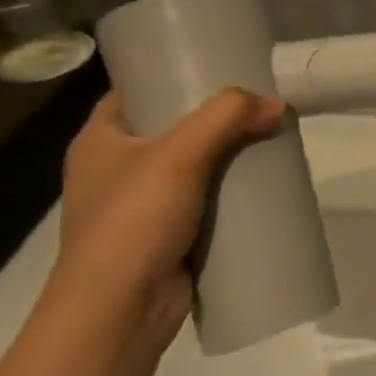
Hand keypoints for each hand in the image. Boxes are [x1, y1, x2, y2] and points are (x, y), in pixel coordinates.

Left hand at [42, 89, 284, 354]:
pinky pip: (203, 201)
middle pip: (171, 126)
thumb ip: (227, 118)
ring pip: (192, 166)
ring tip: (268, 137)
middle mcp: (115, 169)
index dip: (172, 72)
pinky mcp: (165, 237)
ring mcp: (139, 206)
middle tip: (257, 101)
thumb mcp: (180, 154)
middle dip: (214, 116)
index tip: (218, 62)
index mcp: (100, 141)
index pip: (136, 90)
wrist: (119, 313)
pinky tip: (261, 183)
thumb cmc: (133, 222)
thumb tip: (276, 104)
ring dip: (226, 155)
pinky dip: (229, 192)